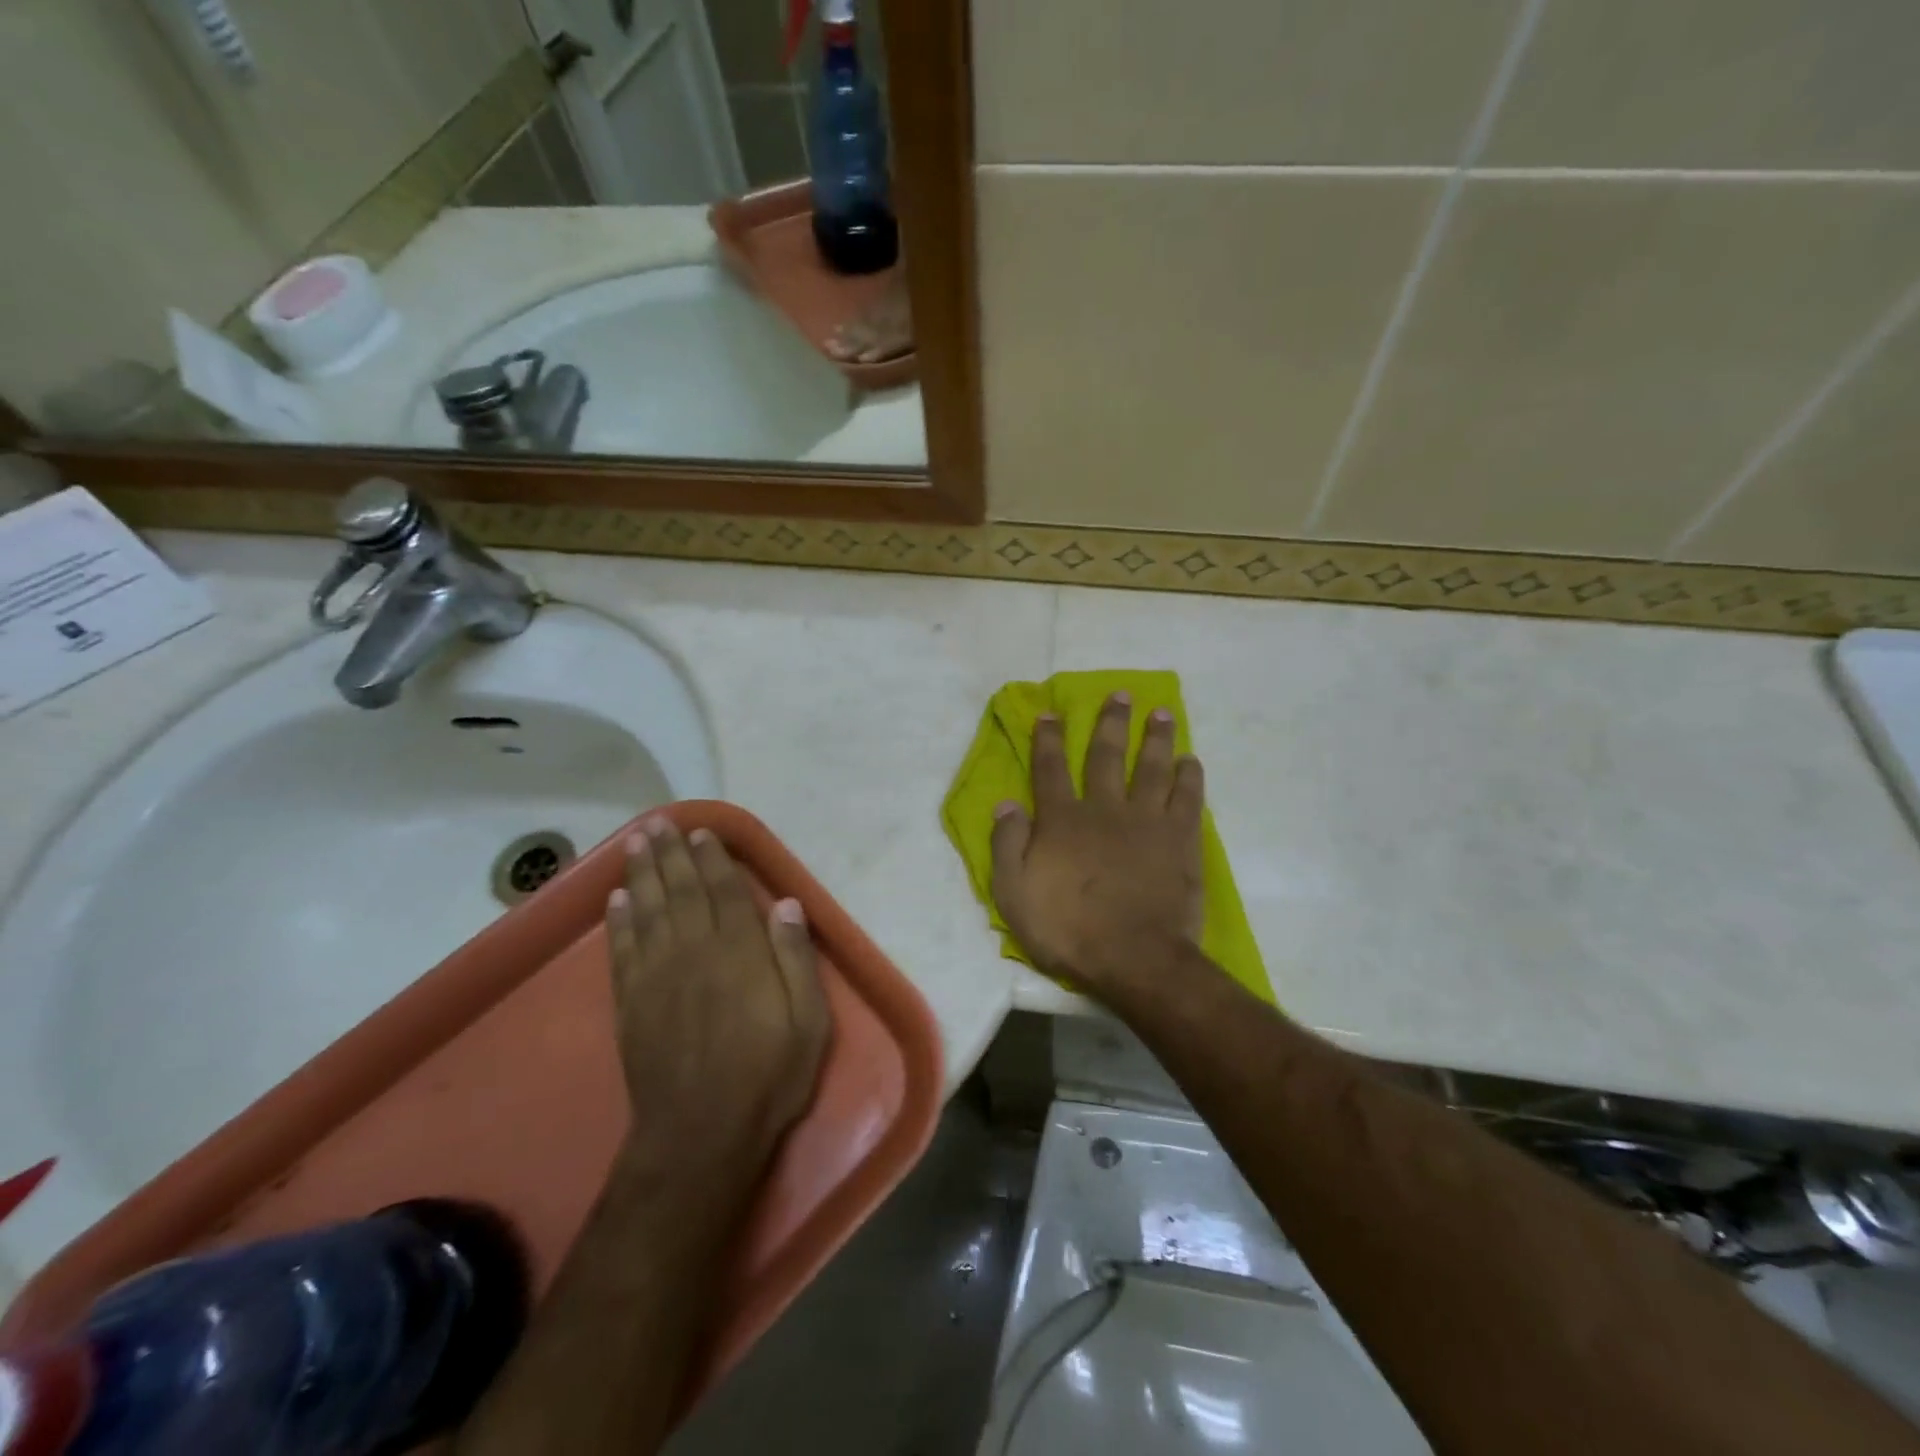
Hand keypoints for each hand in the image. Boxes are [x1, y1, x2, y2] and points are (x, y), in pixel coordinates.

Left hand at [605, 818, 830, 1182]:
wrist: (701, 1136)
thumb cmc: (768, 1076)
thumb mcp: (809, 1021)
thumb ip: (796, 959)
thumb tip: (786, 904)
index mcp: (739, 953)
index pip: (724, 892)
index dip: (714, 859)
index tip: (704, 833)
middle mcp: (694, 953)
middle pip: (681, 891)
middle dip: (671, 854)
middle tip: (660, 822)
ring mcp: (657, 977)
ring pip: (648, 910)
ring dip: (642, 873)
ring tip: (636, 842)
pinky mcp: (631, 1004)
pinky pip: (622, 950)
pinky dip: (619, 921)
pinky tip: (617, 900)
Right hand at [989, 693, 1205, 995]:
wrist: (1134, 958)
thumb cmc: (1067, 930)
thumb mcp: (1014, 894)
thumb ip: (1007, 844)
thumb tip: (1006, 802)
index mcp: (1063, 820)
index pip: (1051, 769)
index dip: (1048, 739)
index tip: (1050, 713)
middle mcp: (1105, 808)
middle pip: (1107, 756)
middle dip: (1111, 722)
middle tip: (1122, 694)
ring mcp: (1147, 821)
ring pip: (1152, 768)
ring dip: (1156, 738)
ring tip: (1162, 713)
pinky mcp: (1180, 840)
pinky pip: (1187, 799)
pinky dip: (1189, 777)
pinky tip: (1190, 761)